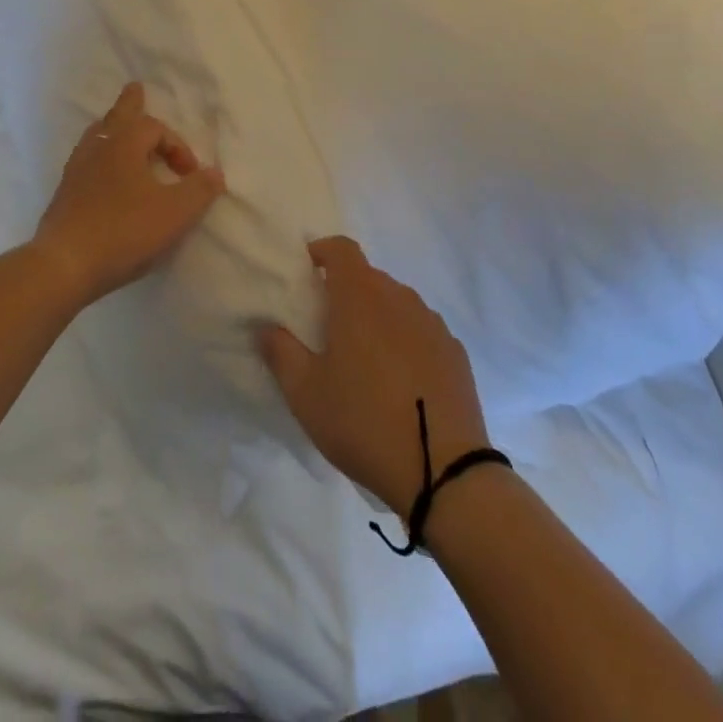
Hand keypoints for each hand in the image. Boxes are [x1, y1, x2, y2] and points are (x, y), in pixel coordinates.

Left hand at [31, 83, 225, 308]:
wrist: (65, 263)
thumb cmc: (124, 231)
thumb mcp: (174, 213)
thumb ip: (199, 190)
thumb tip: (215, 173)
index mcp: (125, 143)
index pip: (156, 128)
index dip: (178, 147)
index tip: (190, 175)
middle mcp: (98, 147)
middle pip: (117, 116)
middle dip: (131, 104)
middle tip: (135, 88)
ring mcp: (77, 169)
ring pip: (97, 135)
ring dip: (113, 128)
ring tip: (118, 126)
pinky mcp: (65, 192)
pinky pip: (86, 159)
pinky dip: (100, 154)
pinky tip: (102, 171)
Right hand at [259, 237, 490, 513]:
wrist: (444, 473)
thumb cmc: (363, 422)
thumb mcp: (305, 393)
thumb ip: (280, 351)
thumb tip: (267, 327)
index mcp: (360, 296)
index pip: (341, 248)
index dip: (322, 251)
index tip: (307, 272)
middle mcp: (399, 298)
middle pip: (368, 277)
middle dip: (346, 291)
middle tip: (328, 327)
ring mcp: (432, 324)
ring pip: (397, 304)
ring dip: (377, 316)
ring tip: (365, 358)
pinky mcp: (455, 353)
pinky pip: (421, 331)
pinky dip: (406, 341)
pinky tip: (400, 381)